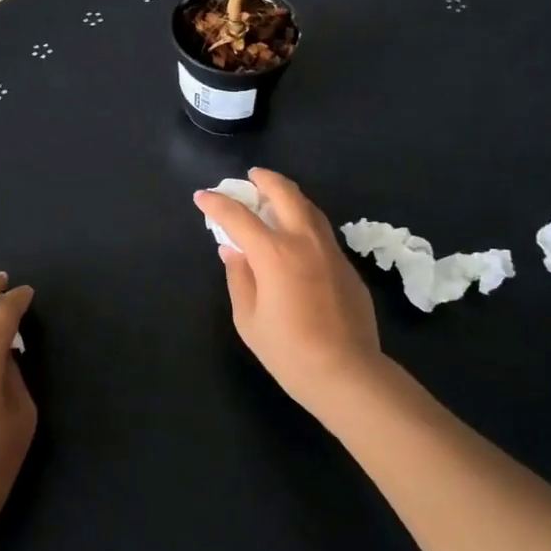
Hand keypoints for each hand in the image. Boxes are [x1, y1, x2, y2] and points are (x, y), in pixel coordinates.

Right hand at [194, 169, 382, 416]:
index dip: (216, 203)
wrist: (347, 373)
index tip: (202, 197)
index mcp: (274, 253)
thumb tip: (232, 251)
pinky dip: (304, 220)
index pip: (238, 216)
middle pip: (284, 193)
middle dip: (264, 179)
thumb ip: (238, 277)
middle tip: (251, 178)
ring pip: (309, 206)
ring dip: (288, 195)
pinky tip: (296, 235)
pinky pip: (321, 230)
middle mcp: (304, 241)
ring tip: (274, 198)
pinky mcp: (347, 265)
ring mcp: (330, 250)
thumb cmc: (289, 351)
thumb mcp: (248, 318)